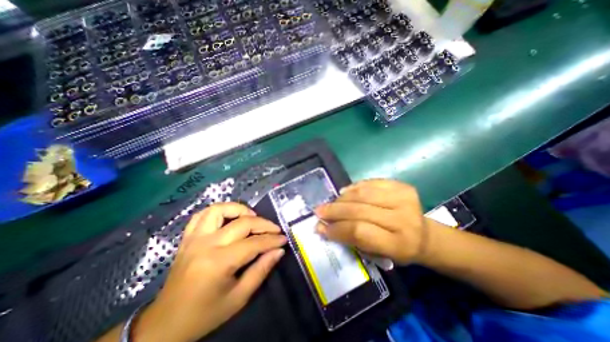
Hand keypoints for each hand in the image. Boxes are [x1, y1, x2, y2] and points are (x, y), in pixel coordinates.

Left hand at [133, 203, 285, 341]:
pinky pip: (202, 214)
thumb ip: (261, 270)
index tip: (284, 239)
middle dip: (263, 224)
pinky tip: (229, 217)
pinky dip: (218, 211)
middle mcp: (206, 245)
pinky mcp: (187, 238)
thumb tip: (279, 250)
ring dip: (239, 209)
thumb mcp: (239, 298)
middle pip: (242, 223)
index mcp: (218, 263)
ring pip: (219, 209)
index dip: (272, 240)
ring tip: (252, 217)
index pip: (253, 243)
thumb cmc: (205, 314)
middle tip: (274, 230)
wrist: (165, 325)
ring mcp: (194, 238)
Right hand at [314, 178, 427, 263]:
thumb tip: (323, 227)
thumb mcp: (377, 254)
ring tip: (331, 203)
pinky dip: (354, 187)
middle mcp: (403, 219)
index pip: (359, 231)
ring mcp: (404, 199)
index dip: (337, 228)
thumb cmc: (398, 249)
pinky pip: (371, 183)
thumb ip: (351, 240)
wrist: (424, 235)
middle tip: (319, 211)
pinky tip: (344, 192)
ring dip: (342, 198)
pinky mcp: (402, 186)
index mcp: (398, 244)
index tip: (320, 227)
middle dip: (334, 211)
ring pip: (363, 194)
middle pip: (359, 210)